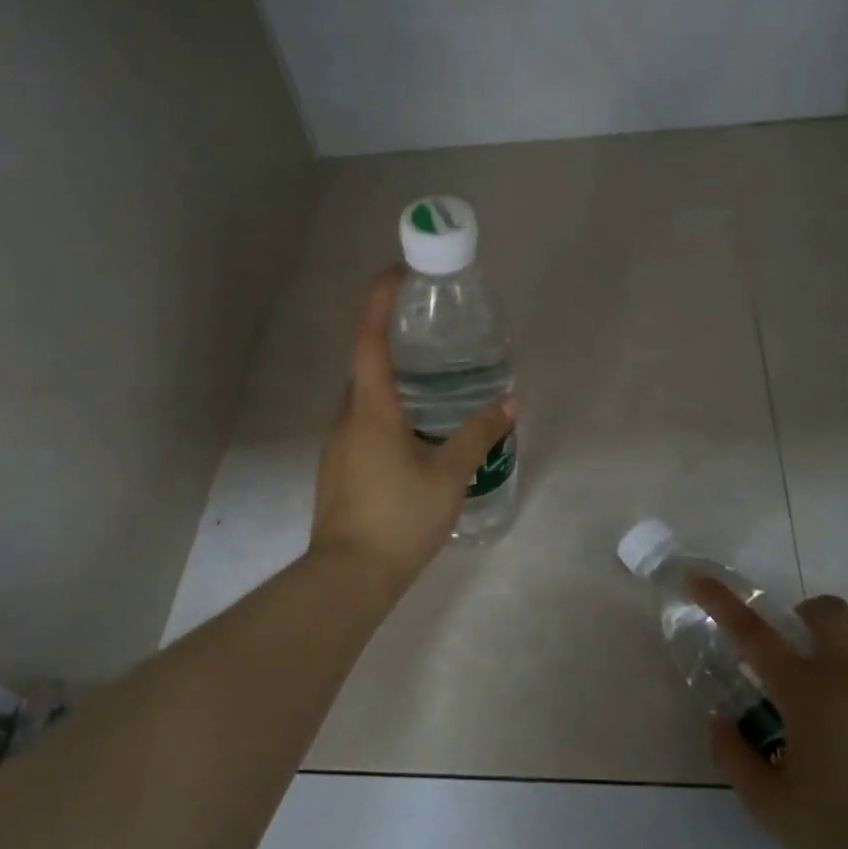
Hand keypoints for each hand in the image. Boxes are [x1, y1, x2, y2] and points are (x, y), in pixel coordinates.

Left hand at [309, 268, 515, 594]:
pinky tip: (415, 434)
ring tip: (431, 383)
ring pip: (364, 399)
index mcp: (370, 409)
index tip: (398, 272)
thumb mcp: (449, 474)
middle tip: (429, 333)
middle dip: (392, 340)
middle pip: (364, 366)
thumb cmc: (400, 518)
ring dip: (391, 382)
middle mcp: (346, 418)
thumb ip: (478, 433)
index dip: (379, 300)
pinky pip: (362, 425)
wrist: (349, 577)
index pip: (369, 339)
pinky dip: (386, 413)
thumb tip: (510, 401)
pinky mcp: (339, 469)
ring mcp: (337, 445)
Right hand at [692, 578, 847, 848]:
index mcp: (806, 691)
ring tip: (843, 710)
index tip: (699, 579)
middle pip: (827, 612)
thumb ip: (736, 759)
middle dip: (806, 615)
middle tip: (798, 653)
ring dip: (845, 659)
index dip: (722, 602)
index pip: (753, 633)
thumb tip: (721, 722)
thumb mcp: (773, 808)